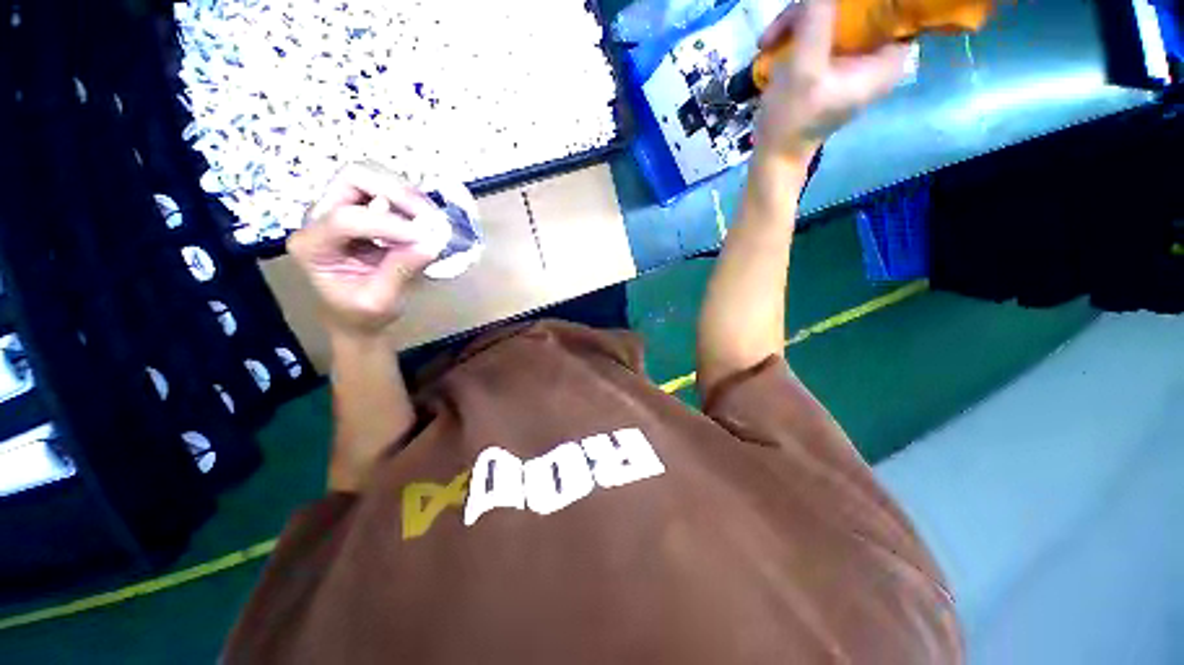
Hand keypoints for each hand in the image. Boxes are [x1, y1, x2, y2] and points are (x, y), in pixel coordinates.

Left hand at [287, 162, 444, 337]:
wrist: (355, 317)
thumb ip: (401, 271)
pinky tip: (424, 218)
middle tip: (428, 216)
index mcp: (312, 246)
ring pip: (369, 175)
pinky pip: (383, 188)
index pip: (346, 219)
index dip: (389, 225)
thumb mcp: (381, 301)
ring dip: (404, 192)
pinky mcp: (359, 209)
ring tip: (430, 217)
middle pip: (352, 178)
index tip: (426, 239)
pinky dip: (408, 198)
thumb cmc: (362, 315)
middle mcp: (318, 218)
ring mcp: (338, 209)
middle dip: (396, 191)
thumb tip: (432, 243)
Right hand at [755, 0, 910, 160]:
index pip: (893, 9)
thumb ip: (816, 18)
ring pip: (837, 14)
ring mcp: (855, 57)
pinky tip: (773, 45)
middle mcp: (879, 53)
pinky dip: (797, 32)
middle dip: (818, 9)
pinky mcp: (834, 62)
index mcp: (889, 58)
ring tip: (769, 40)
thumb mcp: (804, 66)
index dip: (861, 4)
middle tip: (782, 26)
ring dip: (799, 21)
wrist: (774, 153)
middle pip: (860, 8)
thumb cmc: (791, 119)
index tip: (827, 9)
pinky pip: (822, 29)